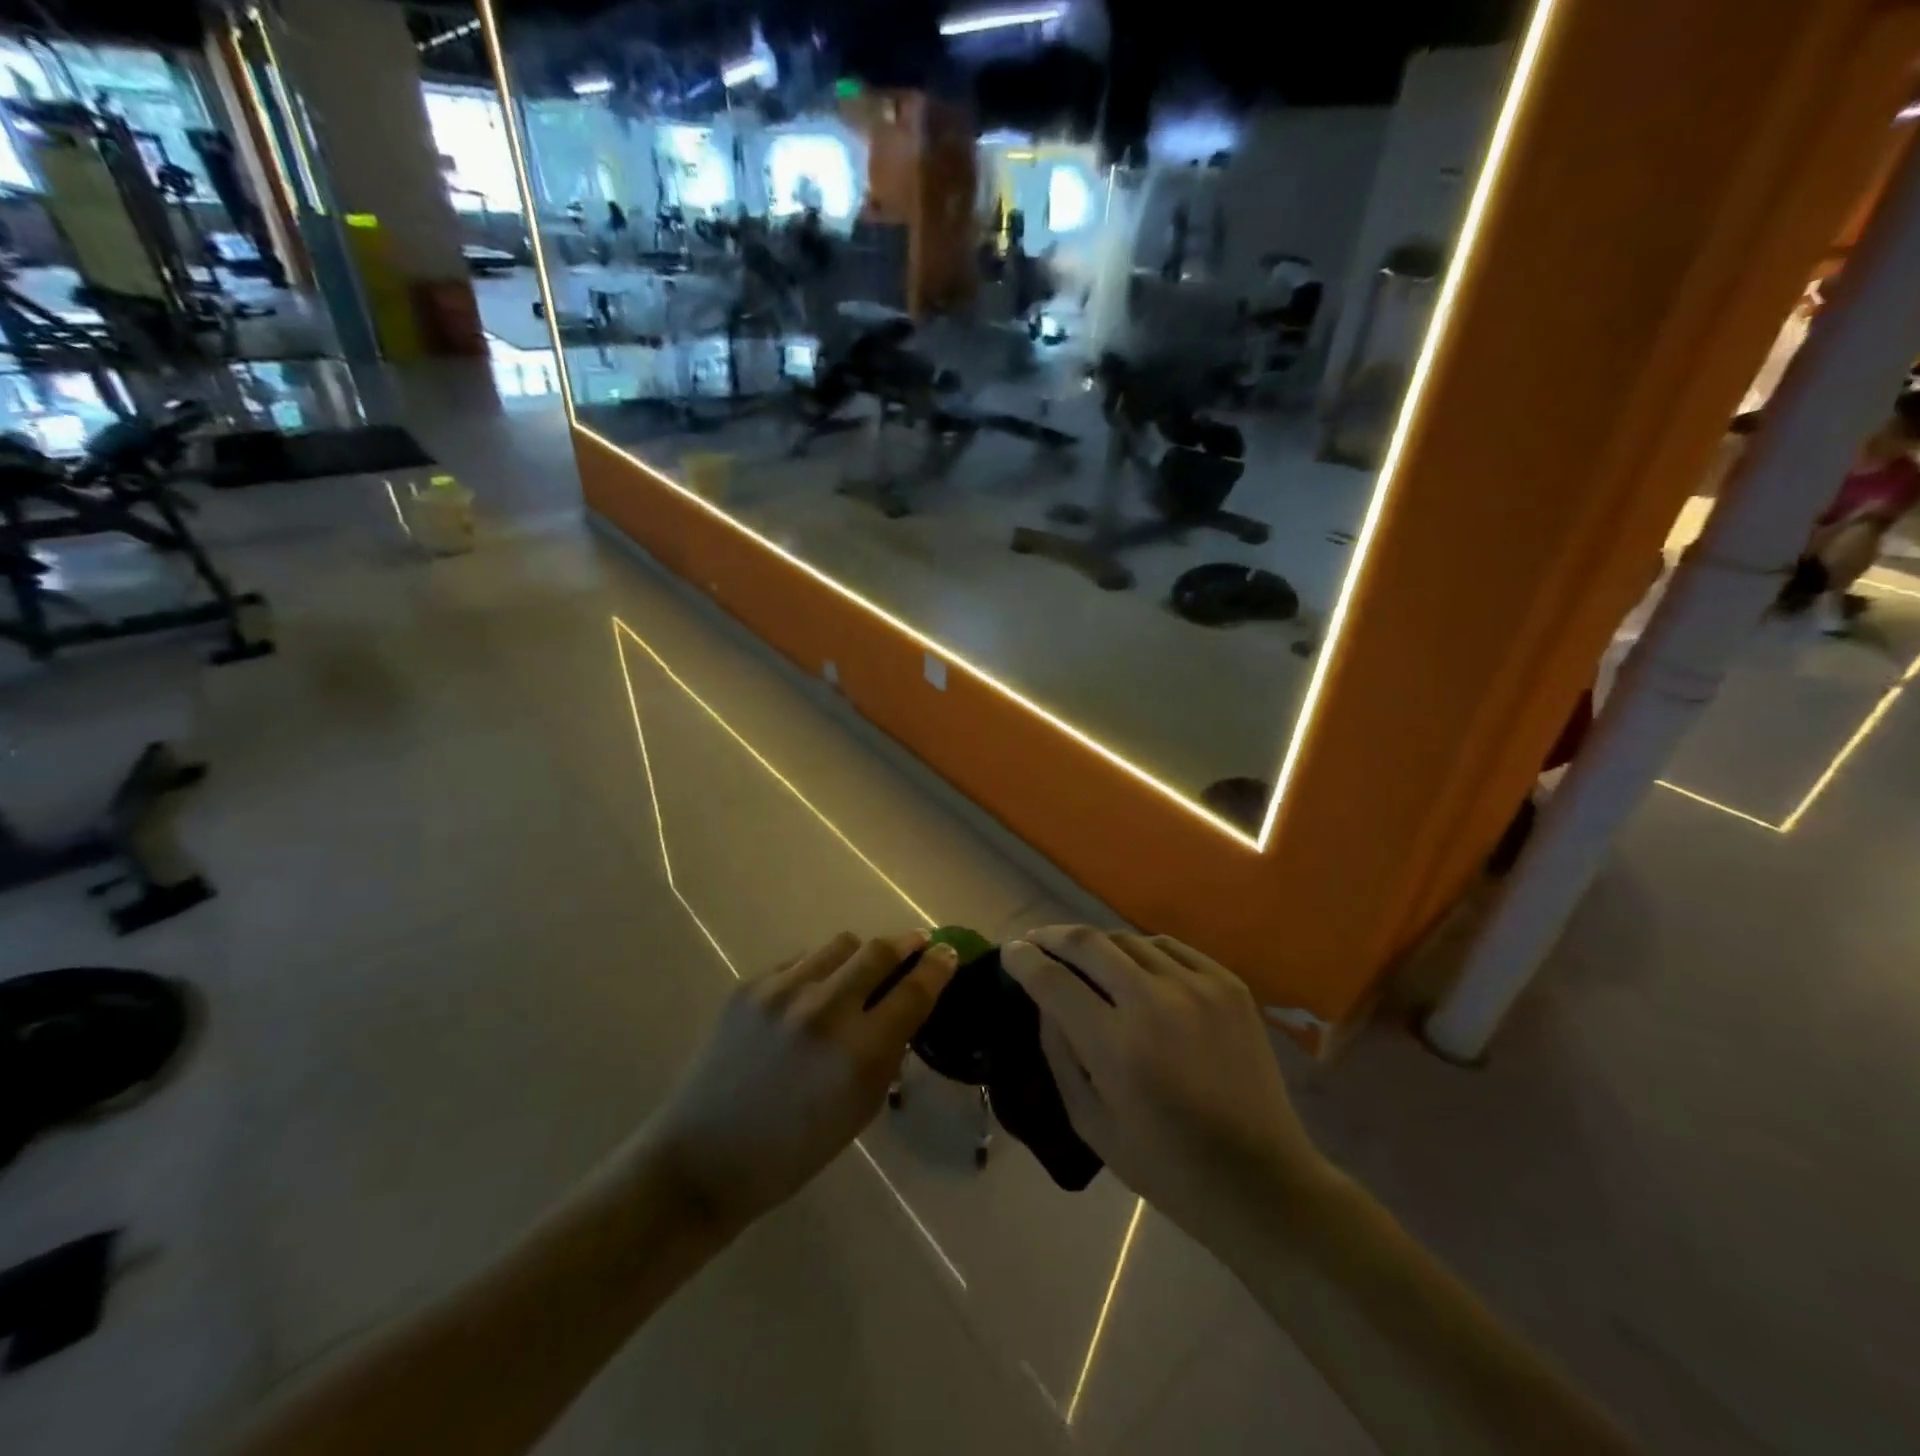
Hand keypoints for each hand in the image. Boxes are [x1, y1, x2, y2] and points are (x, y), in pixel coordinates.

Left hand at [643, 930, 957, 1230]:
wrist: (703, 1157)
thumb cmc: (792, 1150)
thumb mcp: (858, 1110)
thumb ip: (886, 1053)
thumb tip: (904, 1006)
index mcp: (858, 1053)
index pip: (914, 991)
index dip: (938, 967)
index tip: (948, 953)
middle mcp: (824, 1009)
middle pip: (880, 950)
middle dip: (905, 944)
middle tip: (915, 944)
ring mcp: (782, 991)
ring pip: (841, 944)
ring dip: (860, 955)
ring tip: (858, 974)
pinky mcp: (750, 985)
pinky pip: (801, 960)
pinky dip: (817, 971)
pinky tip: (809, 997)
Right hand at [1002, 927, 1331, 1245]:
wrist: (1260, 1179)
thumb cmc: (1165, 1165)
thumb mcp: (1091, 1122)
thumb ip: (1060, 1053)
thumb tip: (1045, 999)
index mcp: (1116, 1044)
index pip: (1053, 979)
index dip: (1024, 960)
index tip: (1010, 951)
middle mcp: (1154, 1001)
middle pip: (1088, 942)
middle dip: (1052, 937)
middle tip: (1036, 942)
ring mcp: (1197, 986)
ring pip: (1128, 939)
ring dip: (1096, 944)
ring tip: (1082, 957)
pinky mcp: (1228, 983)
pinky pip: (1169, 947)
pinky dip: (1141, 950)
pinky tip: (1134, 965)